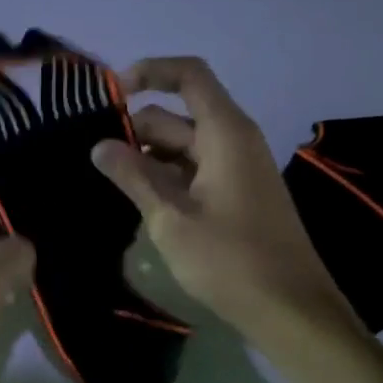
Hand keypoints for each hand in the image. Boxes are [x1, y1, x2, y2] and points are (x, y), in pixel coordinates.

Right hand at [91, 57, 356, 335]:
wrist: (289, 309)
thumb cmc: (230, 260)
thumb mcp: (171, 218)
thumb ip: (133, 176)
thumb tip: (99, 145)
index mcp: (225, 134)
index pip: (189, 75)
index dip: (150, 72)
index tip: (110, 94)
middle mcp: (234, 141)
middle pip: (178, 114)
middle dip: (136, 128)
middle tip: (92, 156)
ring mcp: (237, 170)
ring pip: (183, 146)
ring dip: (147, 157)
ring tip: (107, 180)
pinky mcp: (236, 195)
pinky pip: (194, 170)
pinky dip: (165, 177)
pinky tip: (137, 200)